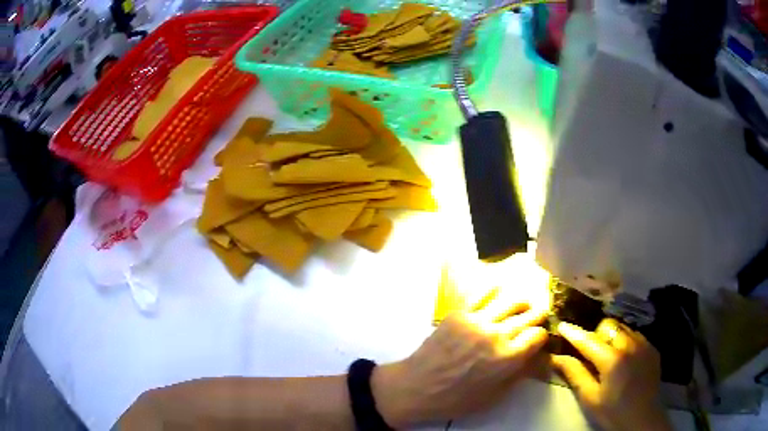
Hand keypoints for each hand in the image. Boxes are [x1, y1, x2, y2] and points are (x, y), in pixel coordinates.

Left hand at [372, 289, 547, 426]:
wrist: (417, 387)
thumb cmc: (456, 399)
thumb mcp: (494, 396)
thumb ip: (518, 374)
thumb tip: (536, 357)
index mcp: (508, 359)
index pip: (538, 335)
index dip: (542, 336)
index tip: (538, 338)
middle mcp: (497, 335)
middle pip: (529, 315)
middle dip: (537, 316)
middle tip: (538, 316)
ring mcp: (477, 321)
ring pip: (510, 300)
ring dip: (521, 302)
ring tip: (522, 305)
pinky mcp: (459, 313)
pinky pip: (482, 294)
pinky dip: (494, 290)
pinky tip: (499, 291)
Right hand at [552, 318, 672, 430]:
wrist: (642, 419)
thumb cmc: (612, 412)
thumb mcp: (590, 398)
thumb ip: (574, 374)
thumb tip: (556, 357)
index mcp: (612, 359)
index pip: (588, 340)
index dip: (573, 333)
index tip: (561, 325)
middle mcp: (630, 344)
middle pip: (608, 325)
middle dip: (596, 334)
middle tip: (590, 352)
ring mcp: (644, 344)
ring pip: (623, 327)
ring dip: (612, 336)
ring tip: (608, 355)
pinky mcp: (652, 348)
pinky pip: (635, 335)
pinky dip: (625, 341)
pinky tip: (624, 359)